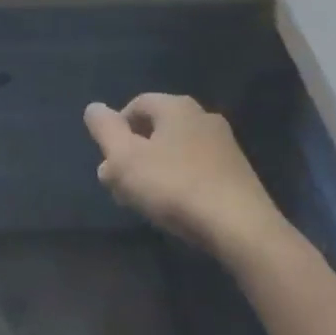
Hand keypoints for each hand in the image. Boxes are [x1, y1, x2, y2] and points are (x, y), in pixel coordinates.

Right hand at [84, 93, 288, 253]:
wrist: (242, 229)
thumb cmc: (174, 186)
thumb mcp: (124, 158)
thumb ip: (104, 129)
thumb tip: (94, 108)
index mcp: (176, 106)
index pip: (135, 105)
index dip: (115, 131)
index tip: (109, 163)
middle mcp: (202, 116)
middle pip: (155, 129)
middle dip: (132, 155)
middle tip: (119, 186)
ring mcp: (225, 145)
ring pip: (175, 151)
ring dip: (154, 171)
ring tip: (144, 202)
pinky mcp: (238, 174)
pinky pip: (196, 169)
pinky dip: (179, 183)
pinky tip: (174, 208)